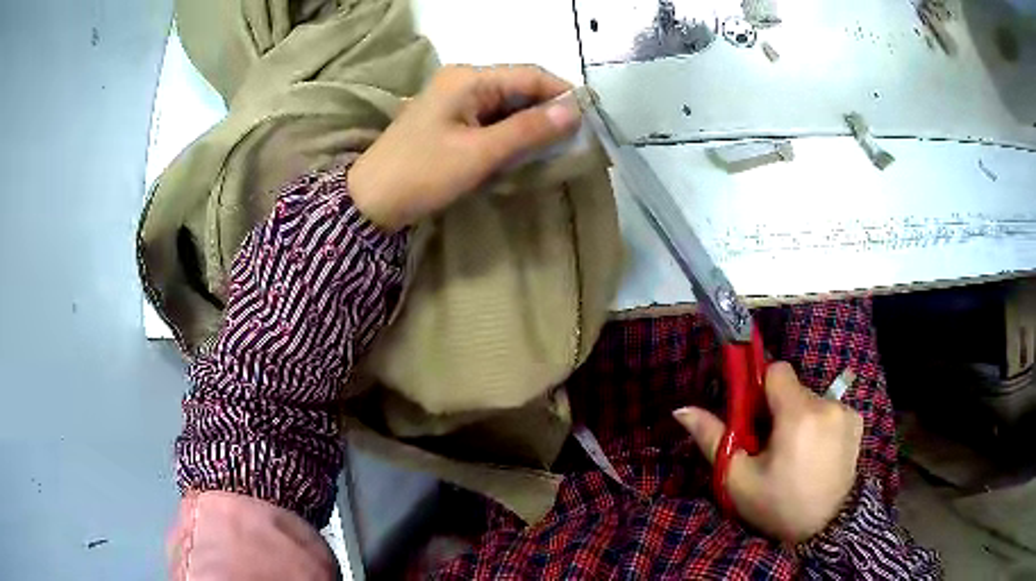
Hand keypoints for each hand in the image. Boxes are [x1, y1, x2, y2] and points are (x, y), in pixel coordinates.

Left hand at [348, 65, 582, 230]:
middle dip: (548, 112)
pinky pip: (491, 118)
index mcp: (469, 78)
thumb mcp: (479, 153)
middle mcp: (463, 80)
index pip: (530, 75)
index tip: (591, 121)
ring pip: (507, 104)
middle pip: (519, 87)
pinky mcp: (450, 118)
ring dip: (530, 124)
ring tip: (554, 149)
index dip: (563, 94)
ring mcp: (455, 99)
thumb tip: (575, 110)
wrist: (370, 201)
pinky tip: (523, 151)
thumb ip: (528, 129)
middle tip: (574, 141)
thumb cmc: (422, 174)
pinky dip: (510, 133)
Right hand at [674, 362, 862, 542]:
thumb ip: (712, 438)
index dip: (760, 388)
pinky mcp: (857, 421)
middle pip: (793, 388)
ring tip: (796, 454)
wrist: (826, 528)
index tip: (754, 417)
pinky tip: (817, 453)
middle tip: (771, 446)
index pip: (777, 370)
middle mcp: (827, 404)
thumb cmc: (778, 505)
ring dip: (799, 417)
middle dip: (778, 409)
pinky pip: (830, 410)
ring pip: (811, 400)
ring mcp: (846, 411)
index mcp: (798, 415)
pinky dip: (820, 424)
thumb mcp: (738, 480)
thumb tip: (681, 409)